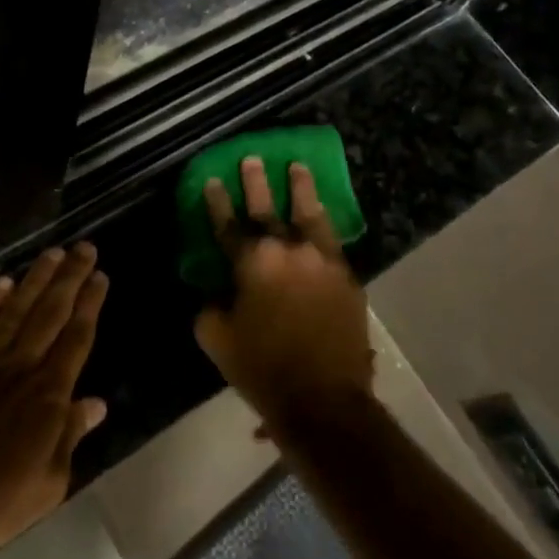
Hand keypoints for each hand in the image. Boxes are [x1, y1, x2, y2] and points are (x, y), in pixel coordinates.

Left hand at [0, 245, 109, 551]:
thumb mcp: (48, 483)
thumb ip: (70, 435)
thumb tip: (97, 403)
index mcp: (48, 393)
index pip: (76, 338)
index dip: (90, 304)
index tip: (100, 276)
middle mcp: (19, 366)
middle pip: (50, 313)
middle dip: (70, 278)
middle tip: (84, 248)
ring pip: (15, 310)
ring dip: (35, 280)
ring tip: (52, 253)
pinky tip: (1, 284)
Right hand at [194, 158, 373, 433]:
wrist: (323, 401)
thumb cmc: (262, 369)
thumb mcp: (216, 339)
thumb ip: (211, 307)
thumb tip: (218, 294)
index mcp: (252, 262)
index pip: (229, 224)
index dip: (218, 201)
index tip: (213, 180)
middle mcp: (288, 250)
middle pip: (269, 208)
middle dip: (257, 182)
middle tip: (252, 158)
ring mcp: (323, 261)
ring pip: (310, 214)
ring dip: (302, 189)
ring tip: (299, 166)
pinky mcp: (347, 277)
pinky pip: (332, 241)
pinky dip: (323, 225)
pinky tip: (321, 216)